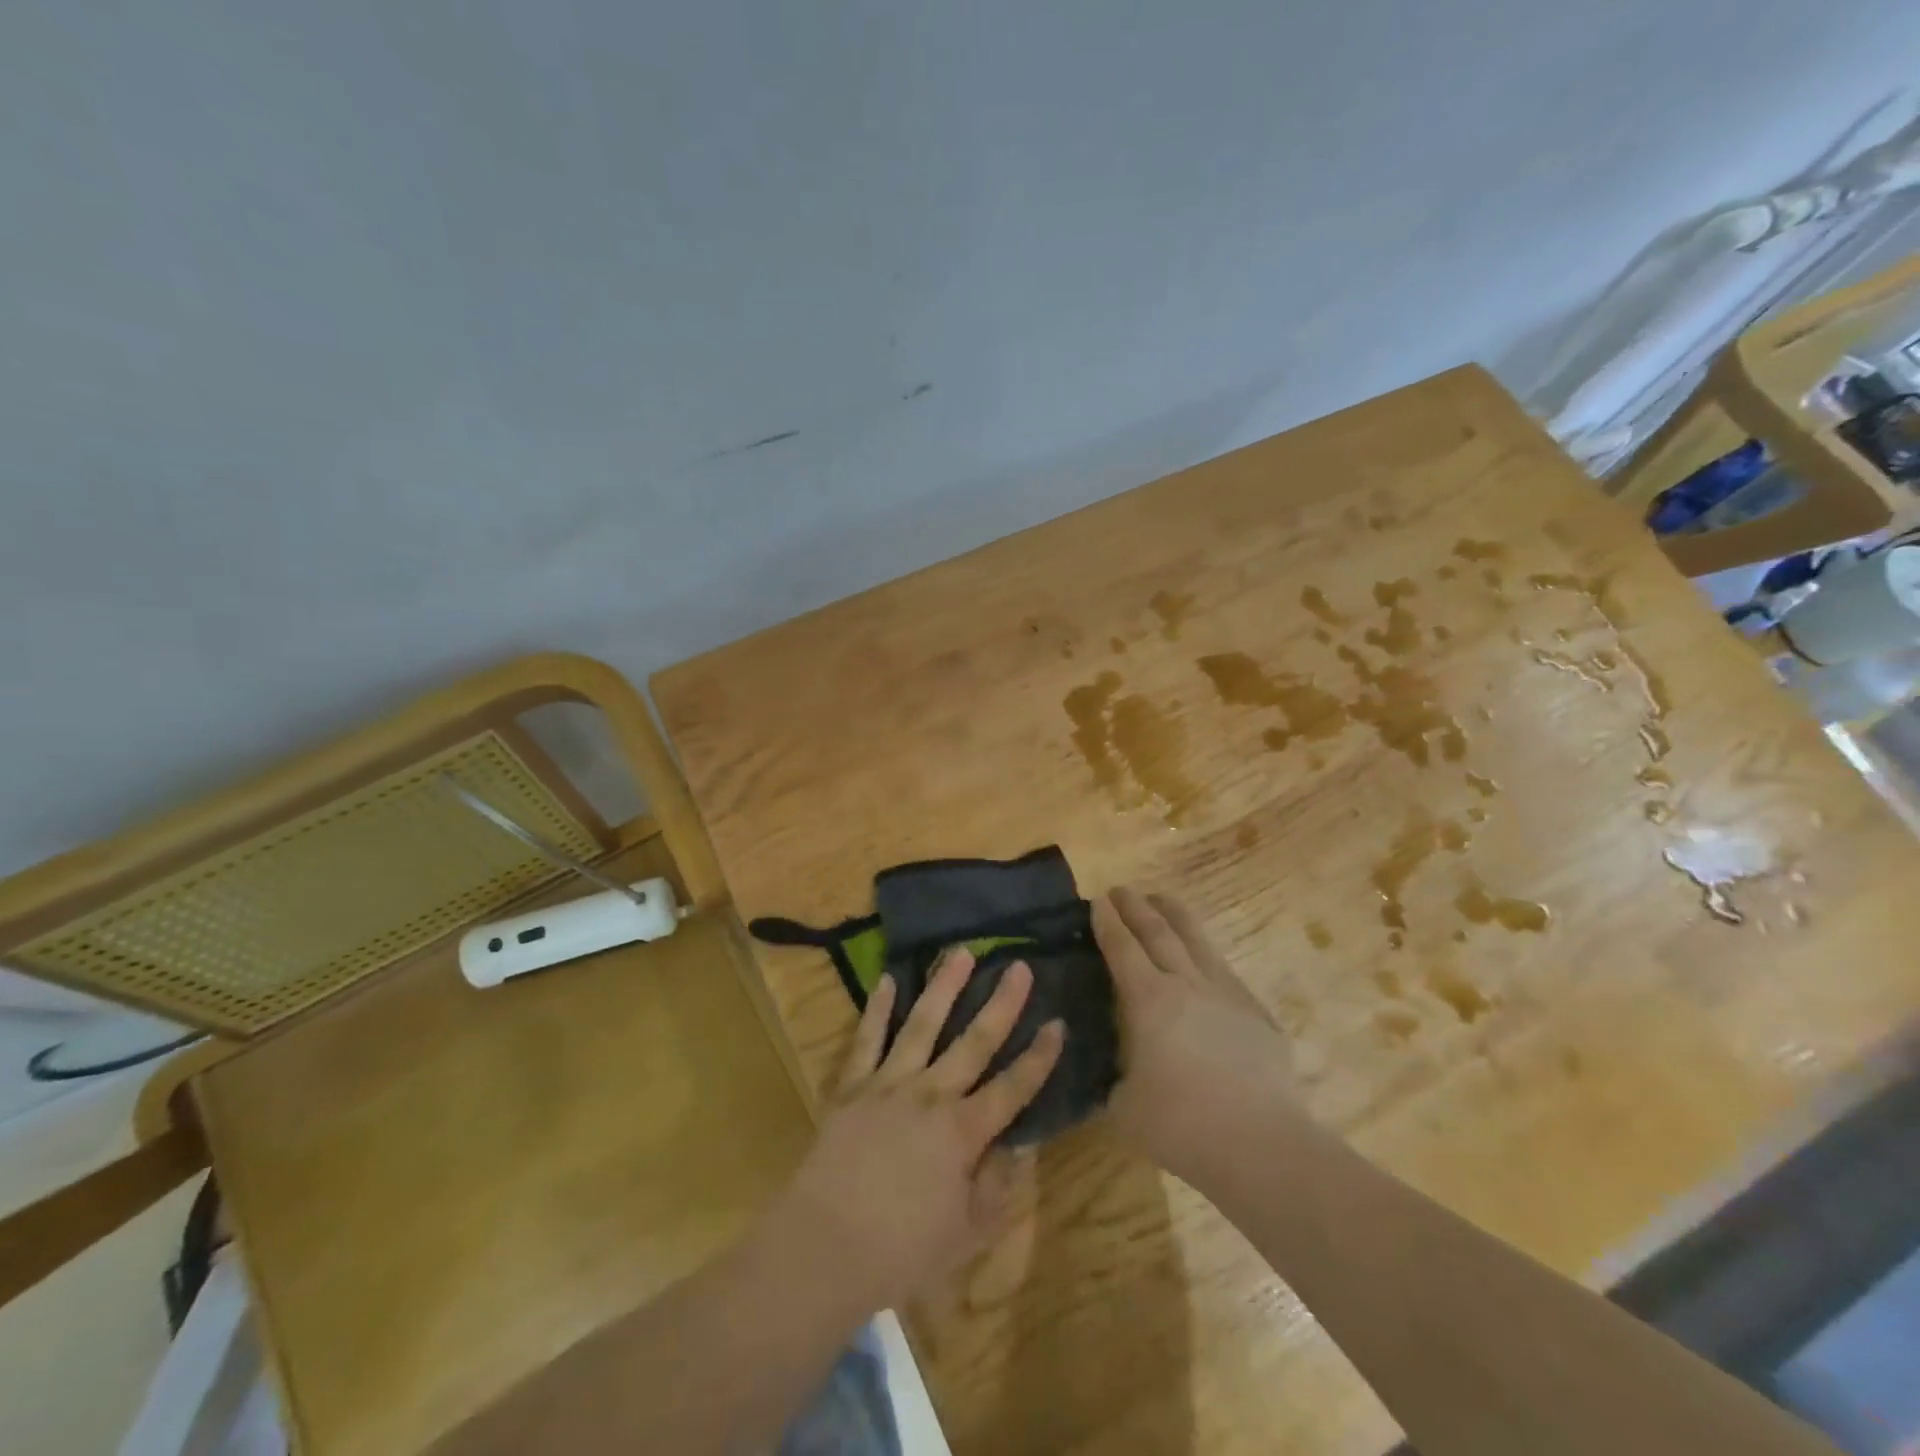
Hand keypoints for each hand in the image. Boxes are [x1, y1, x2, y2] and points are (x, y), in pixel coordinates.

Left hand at [772, 949, 1064, 1315]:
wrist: (825, 1245)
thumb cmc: (902, 1249)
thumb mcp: (967, 1232)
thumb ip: (997, 1185)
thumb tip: (1020, 1143)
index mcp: (963, 1131)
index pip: (1013, 1087)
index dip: (1039, 1056)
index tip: (1058, 1022)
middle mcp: (931, 1095)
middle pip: (974, 1042)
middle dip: (1001, 1003)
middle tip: (1019, 966)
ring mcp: (889, 1083)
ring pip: (923, 1024)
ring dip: (944, 987)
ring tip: (960, 954)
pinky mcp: (853, 1084)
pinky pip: (868, 1038)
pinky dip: (878, 1008)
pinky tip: (887, 980)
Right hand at [1095, 887, 1297, 1187]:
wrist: (1261, 1145)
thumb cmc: (1182, 1126)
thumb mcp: (1124, 1106)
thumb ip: (1116, 1078)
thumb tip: (1118, 1070)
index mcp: (1148, 1000)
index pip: (1122, 948)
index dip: (1107, 922)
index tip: (1096, 901)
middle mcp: (1186, 984)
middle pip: (1158, 932)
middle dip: (1136, 907)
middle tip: (1121, 889)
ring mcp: (1226, 994)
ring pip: (1197, 940)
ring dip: (1175, 915)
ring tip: (1162, 899)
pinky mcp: (1256, 1013)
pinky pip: (1225, 970)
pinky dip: (1206, 954)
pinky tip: (1204, 958)